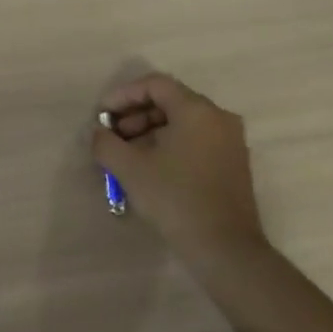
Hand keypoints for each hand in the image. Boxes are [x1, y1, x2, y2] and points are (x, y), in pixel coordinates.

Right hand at [91, 74, 266, 270]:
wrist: (224, 248)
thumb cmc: (175, 199)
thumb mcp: (129, 168)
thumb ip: (106, 143)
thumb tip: (99, 133)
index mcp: (196, 110)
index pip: (155, 84)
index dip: (123, 95)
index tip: (102, 115)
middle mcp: (218, 117)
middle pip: (169, 100)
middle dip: (135, 114)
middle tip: (113, 136)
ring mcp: (230, 140)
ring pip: (182, 121)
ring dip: (150, 130)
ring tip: (127, 154)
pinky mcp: (233, 162)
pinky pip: (195, 138)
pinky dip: (169, 143)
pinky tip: (150, 166)